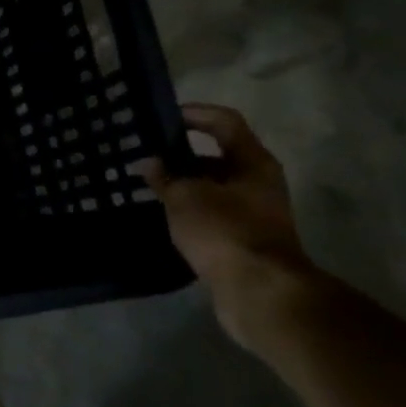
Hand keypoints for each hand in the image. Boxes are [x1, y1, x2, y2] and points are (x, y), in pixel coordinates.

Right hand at [140, 104, 328, 350]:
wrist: (260, 293)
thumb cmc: (225, 231)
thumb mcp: (185, 197)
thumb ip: (165, 176)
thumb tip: (149, 163)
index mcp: (253, 163)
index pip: (224, 122)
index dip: (195, 113)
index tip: (162, 117)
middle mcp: (258, 183)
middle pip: (218, 156)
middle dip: (181, 154)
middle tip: (146, 154)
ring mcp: (254, 213)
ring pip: (213, 187)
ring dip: (184, 184)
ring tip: (148, 185)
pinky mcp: (243, 240)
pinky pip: (212, 214)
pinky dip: (190, 210)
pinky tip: (163, 215)